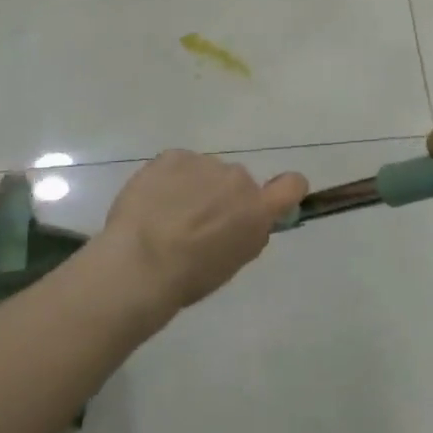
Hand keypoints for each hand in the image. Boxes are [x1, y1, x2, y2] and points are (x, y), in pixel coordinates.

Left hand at [94, 151, 308, 314]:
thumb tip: (244, 221)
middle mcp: (238, 179)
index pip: (292, 185)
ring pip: (205, 172)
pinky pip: (178, 164)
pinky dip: (168, 179)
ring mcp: (205, 163)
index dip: (285, 190)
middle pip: (237, 182)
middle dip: (222, 197)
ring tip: (165, 215)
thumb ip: (246, 234)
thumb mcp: (231, 264)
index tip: (270, 199)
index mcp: (257, 210)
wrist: (140, 264)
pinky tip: (151, 202)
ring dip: (193, 187)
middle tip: (194, 223)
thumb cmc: (189, 277)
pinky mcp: (174, 156)